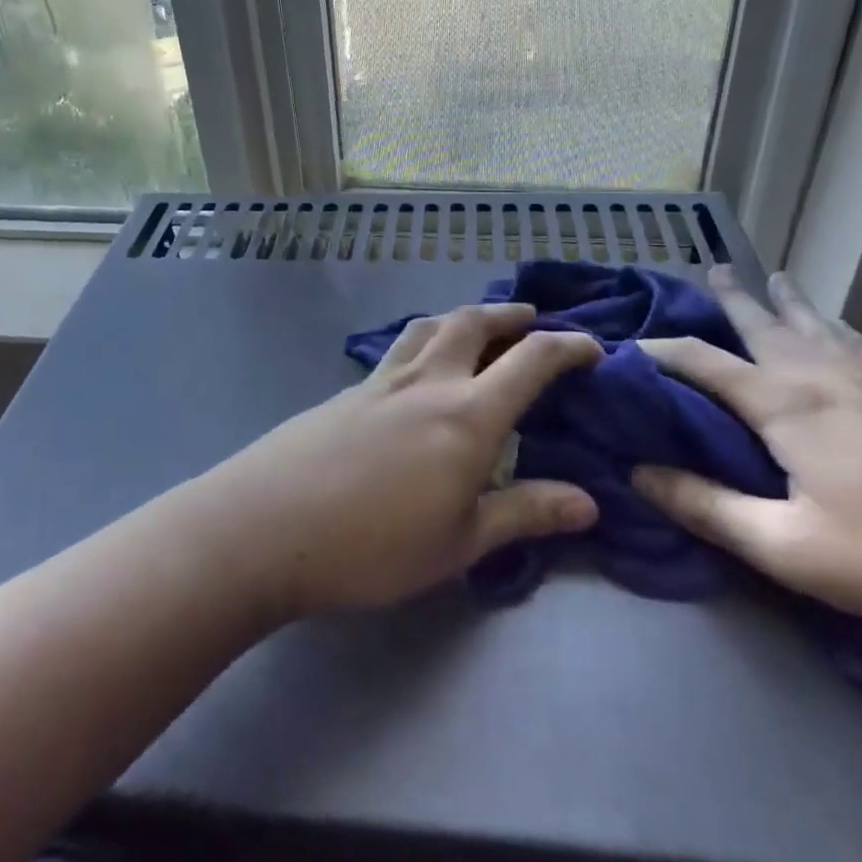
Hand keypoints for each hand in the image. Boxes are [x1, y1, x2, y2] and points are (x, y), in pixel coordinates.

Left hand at [201, 303, 601, 620]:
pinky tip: (418, 367)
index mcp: (467, 415)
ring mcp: (382, 380)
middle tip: (531, 320)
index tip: (593, 348)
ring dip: (462, 317)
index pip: (531, 361)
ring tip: (476, 327)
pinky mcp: (349, 390)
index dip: (569, 347)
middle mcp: (429, 381)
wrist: (268, 526)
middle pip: (473, 323)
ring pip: (429, 325)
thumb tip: (590, 502)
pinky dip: (425, 340)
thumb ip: (525, 513)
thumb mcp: (460, 541)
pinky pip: (399, 348)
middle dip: (509, 316)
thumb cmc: (373, 546)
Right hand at [630, 266, 861, 639]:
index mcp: (783, 405)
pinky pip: (860, 344)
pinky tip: (840, 329)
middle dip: (730, 297)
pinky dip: (837, 328)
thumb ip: (707, 507)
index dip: (660, 350)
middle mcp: (819, 378)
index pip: (702, 362)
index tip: (627, 344)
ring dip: (785, 300)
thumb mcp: (787, 547)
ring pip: (814, 325)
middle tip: (710, 267)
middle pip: (763, 324)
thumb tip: (638, 472)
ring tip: (771, 275)